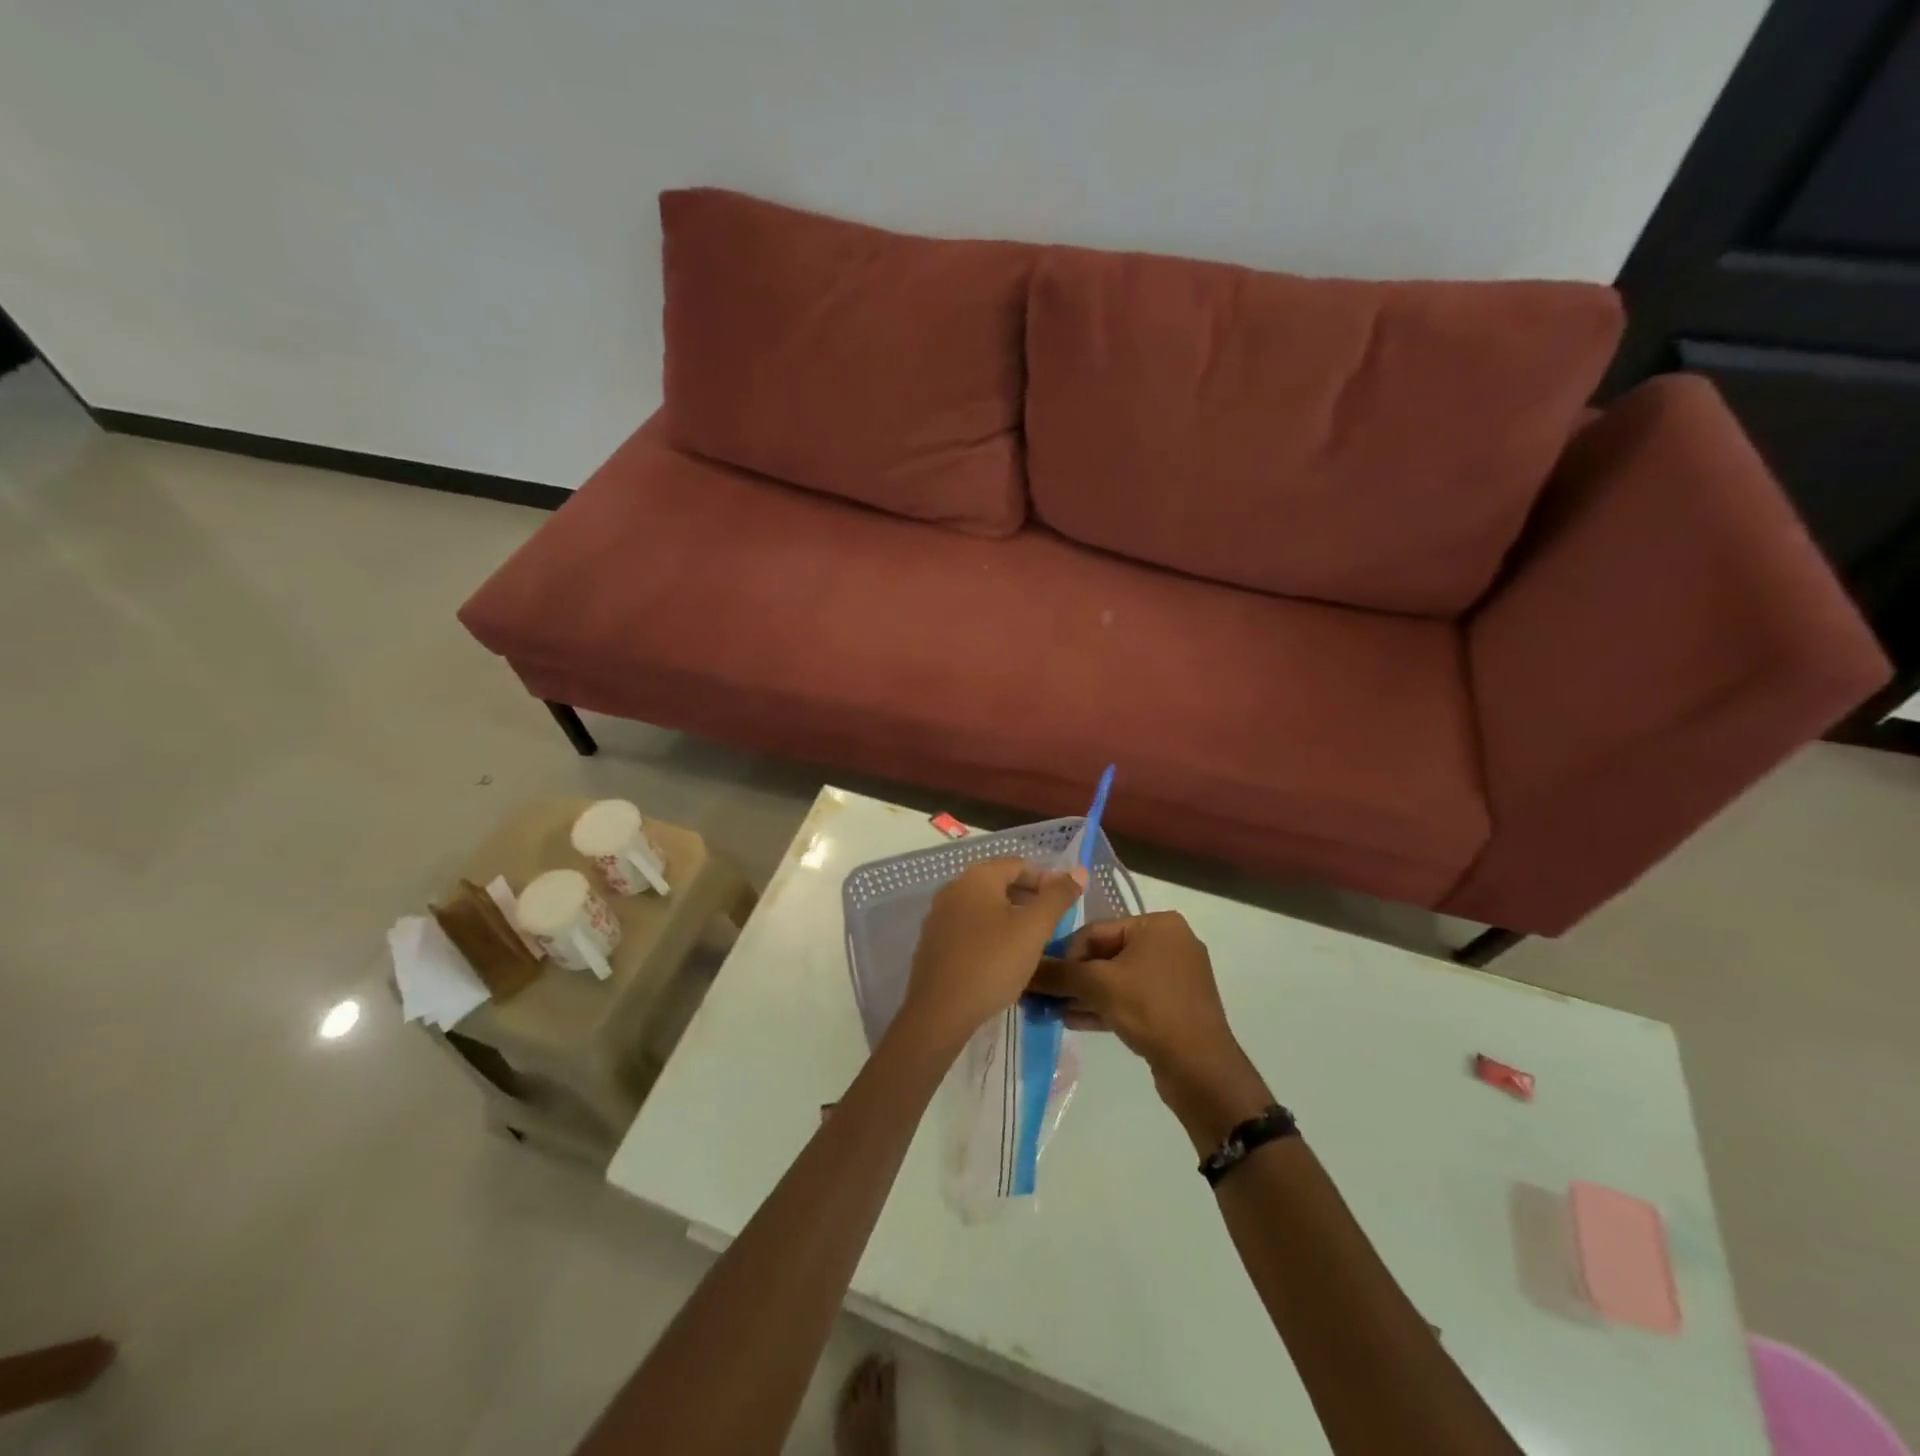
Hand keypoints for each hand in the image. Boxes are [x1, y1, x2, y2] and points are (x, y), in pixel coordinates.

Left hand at [899, 858, 1086, 1047]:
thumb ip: (1058, 897)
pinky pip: (968, 928)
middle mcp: (953, 889)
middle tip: (1052, 924)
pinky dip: (990, 934)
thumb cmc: (992, 963)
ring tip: (1032, 942)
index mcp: (976, 877)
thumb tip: (1079, 870)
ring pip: (983, 907)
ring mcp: (939, 916)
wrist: (939, 1012)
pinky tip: (1003, 958)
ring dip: (1010, 917)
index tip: (1065, 904)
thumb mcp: (1034, 929)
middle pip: (999, 883)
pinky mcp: (933, 943)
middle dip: (1028, 899)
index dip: (1046, 880)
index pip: (1018, 865)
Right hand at [1031, 912, 1270, 1144]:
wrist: (1200, 1068)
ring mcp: (1173, 977)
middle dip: (1073, 977)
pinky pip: (1131, 998)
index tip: (1041, 976)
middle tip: (1041, 995)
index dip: (1064, 953)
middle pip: (1106, 954)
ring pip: (1117, 979)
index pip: (1096, 930)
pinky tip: (1072, 1020)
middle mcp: (1169, 943)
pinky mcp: (1173, 1006)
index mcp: (1157, 925)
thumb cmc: (1150, 1009)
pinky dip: (1104, 1007)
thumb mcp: (1098, 986)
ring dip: (1084, 994)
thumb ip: (1058, 974)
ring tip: (1050, 1010)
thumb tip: (1023, 968)